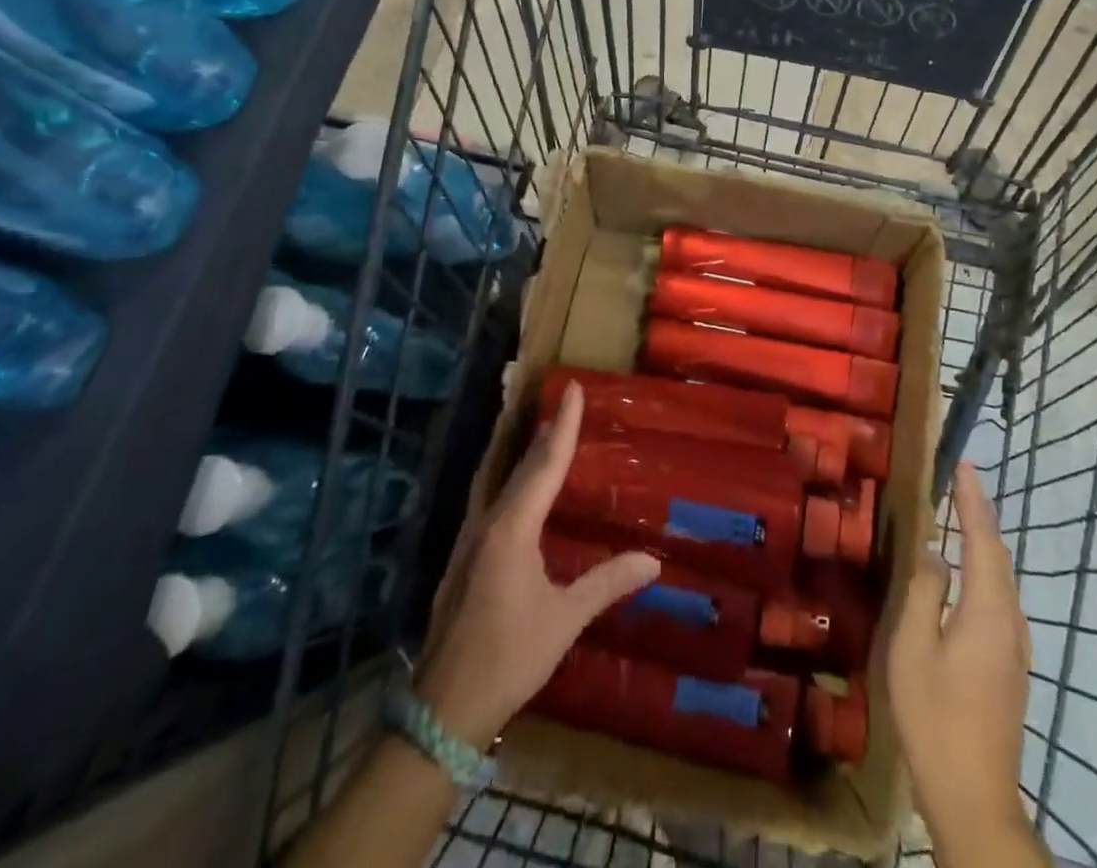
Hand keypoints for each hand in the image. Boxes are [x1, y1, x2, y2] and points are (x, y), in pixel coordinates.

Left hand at [414, 380, 659, 745]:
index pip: (545, 465)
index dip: (563, 425)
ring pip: (496, 479)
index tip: (572, 388)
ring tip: (538, 431)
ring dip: (519, 452)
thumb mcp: (564, 620)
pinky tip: (514, 489)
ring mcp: (469, 539)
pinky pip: (488, 499)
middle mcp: (488, 522)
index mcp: (513, 528)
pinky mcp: (463, 557)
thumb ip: (606, 583)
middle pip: (519, 466)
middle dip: (542, 432)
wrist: (444, 708)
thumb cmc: (509, 658)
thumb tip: (653, 561)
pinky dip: (507, 479)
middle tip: (560, 402)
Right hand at [886, 462, 1034, 853]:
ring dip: (982, 542)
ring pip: (1001, 579)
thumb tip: (934, 553)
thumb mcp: (913, 647)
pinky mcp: (1010, 666)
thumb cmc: (935, 716)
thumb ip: (923, 592)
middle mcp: (1010, 622)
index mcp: (988, 611)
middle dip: (980, 514)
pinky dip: (983, 570)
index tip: (964, 463)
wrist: (974, 797)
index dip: (972, 499)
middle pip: (997, 555)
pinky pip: (998, 599)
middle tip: (958, 481)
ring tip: (959, 516)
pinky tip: (964, 575)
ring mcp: (1015, 647)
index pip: (982, 538)